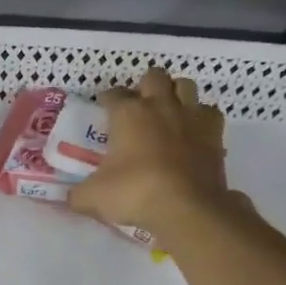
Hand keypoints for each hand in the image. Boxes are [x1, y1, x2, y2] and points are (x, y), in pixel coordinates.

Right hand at [69, 67, 242, 235]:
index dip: (106, 100)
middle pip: (153, 76)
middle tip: (137, 106)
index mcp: (127, 113)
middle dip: (144, 86)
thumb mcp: (92, 197)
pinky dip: (200, 117)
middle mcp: (160, 106)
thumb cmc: (134, 193)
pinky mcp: (215, 134)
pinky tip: (191, 131)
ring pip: (185, 85)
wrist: (186, 207)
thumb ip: (78, 194)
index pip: (113, 94)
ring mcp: (191, 117)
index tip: (103, 110)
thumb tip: (71, 198)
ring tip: (166, 111)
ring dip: (175, 93)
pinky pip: (209, 112)